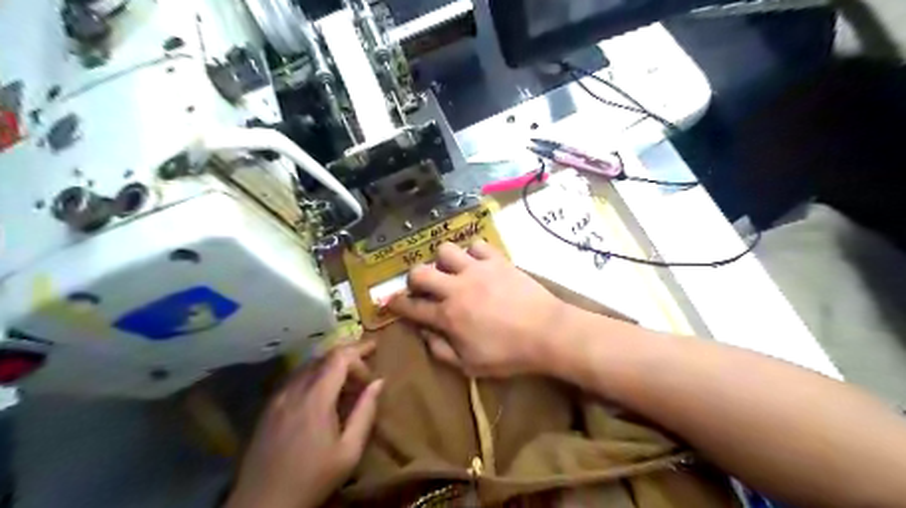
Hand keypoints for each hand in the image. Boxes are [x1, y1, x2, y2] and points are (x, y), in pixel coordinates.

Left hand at [227, 341, 384, 507]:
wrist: (263, 504)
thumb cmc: (313, 478)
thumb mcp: (349, 450)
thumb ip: (365, 412)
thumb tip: (379, 382)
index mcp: (316, 398)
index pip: (339, 357)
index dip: (359, 350)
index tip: (375, 354)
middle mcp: (294, 390)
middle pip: (323, 357)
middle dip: (347, 356)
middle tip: (364, 367)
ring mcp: (278, 398)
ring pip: (307, 366)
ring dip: (329, 367)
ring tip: (346, 382)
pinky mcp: (268, 408)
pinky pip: (295, 380)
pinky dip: (313, 377)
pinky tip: (321, 396)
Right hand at [387, 240, 563, 376]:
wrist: (547, 332)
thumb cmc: (509, 354)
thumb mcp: (470, 365)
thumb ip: (442, 351)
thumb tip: (424, 334)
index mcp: (447, 316)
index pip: (411, 306)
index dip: (396, 304)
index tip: (391, 301)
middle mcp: (456, 288)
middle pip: (419, 271)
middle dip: (414, 279)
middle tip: (424, 287)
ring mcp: (477, 270)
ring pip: (446, 250)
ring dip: (444, 261)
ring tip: (453, 271)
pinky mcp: (497, 260)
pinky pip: (477, 245)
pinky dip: (473, 253)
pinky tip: (478, 264)